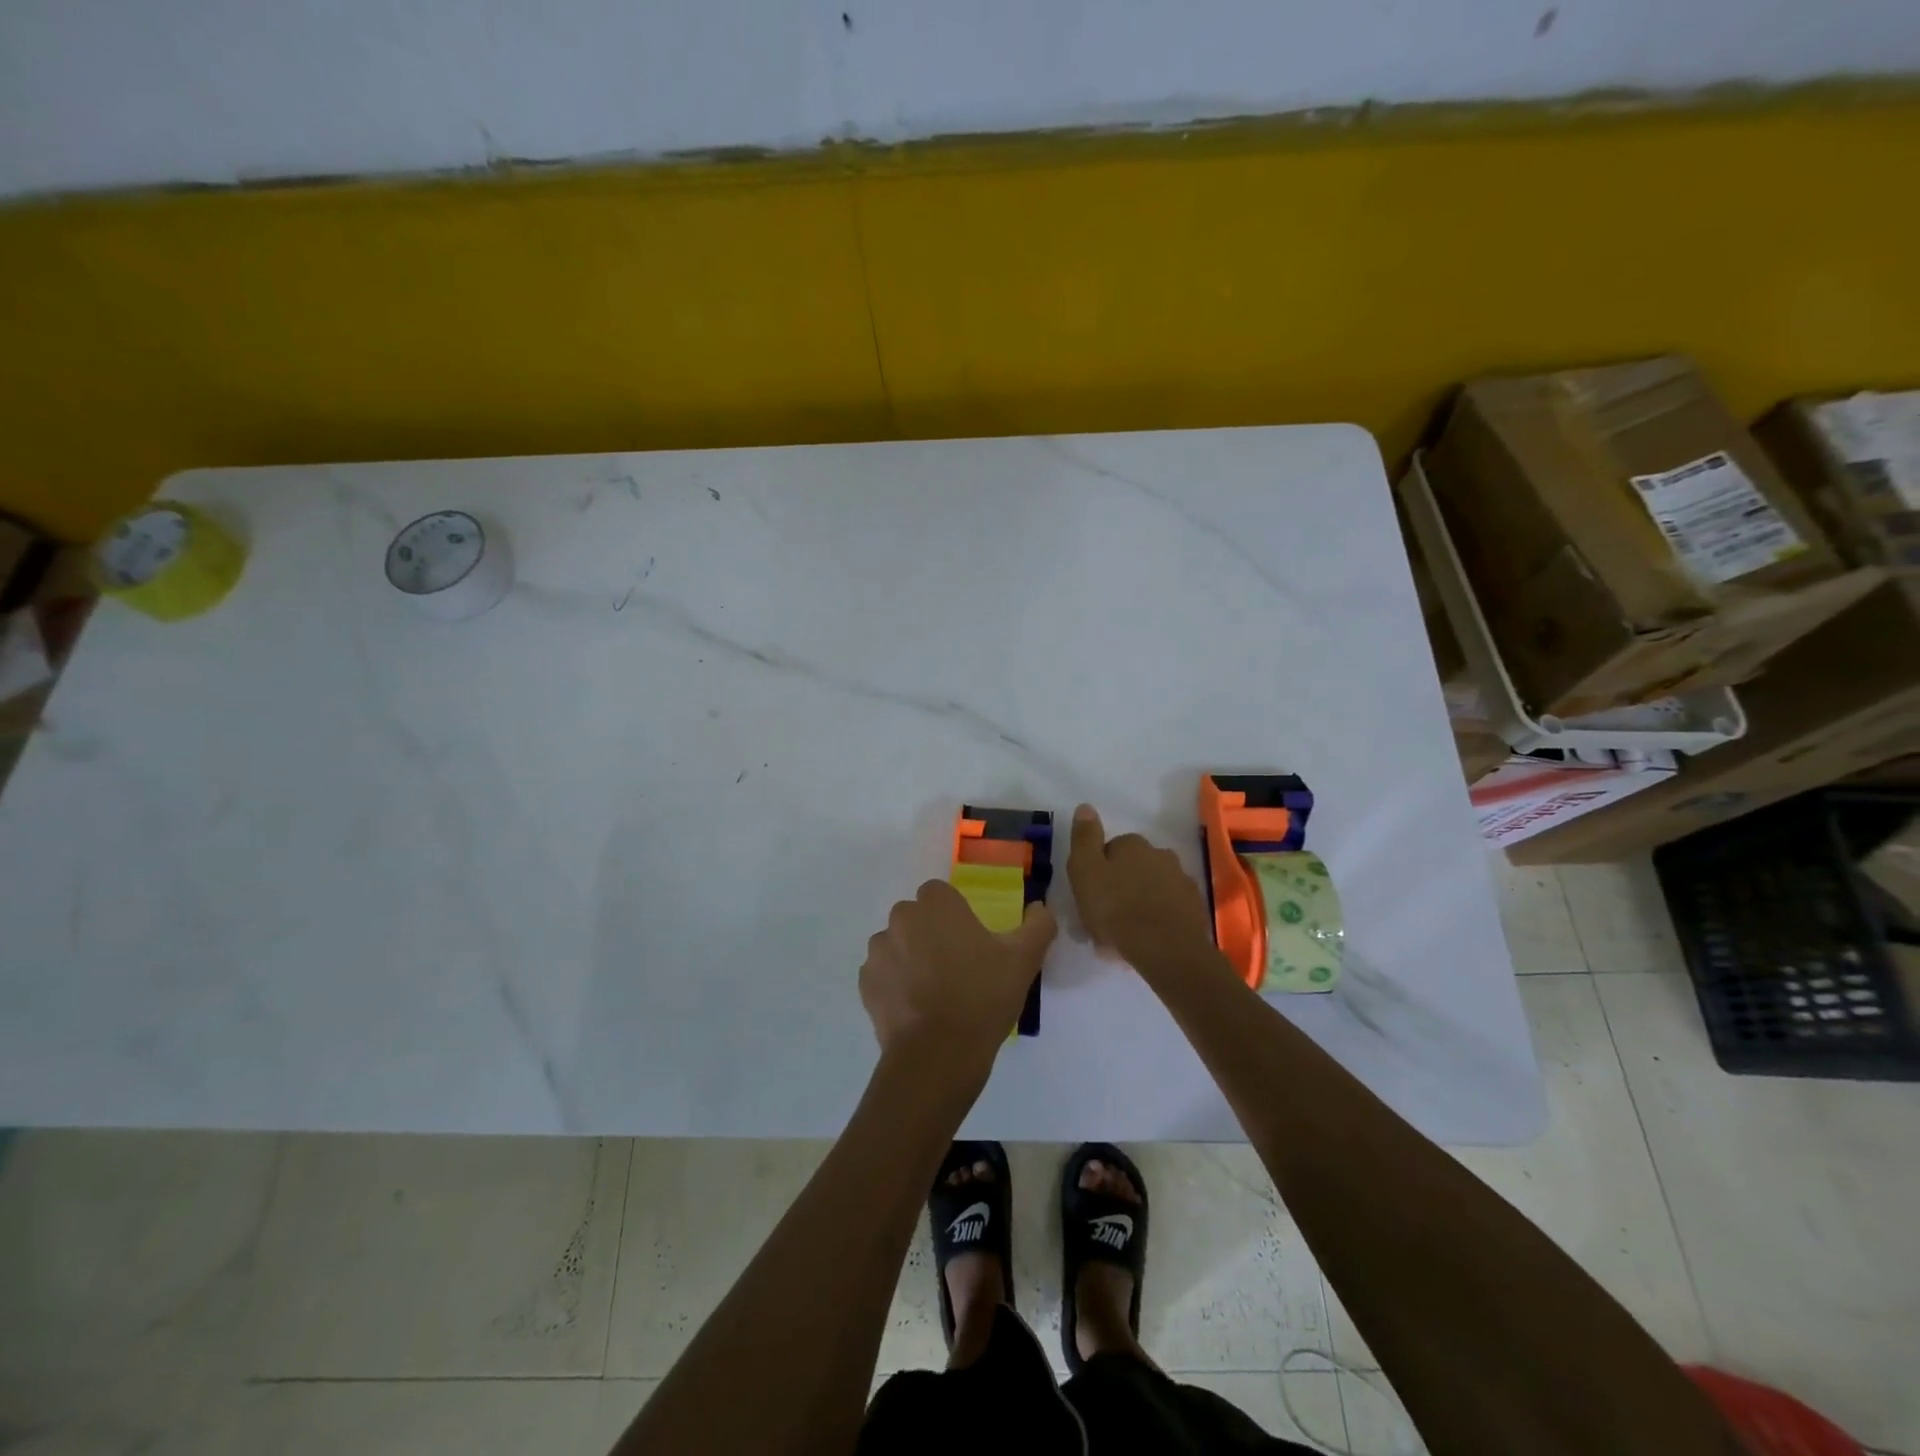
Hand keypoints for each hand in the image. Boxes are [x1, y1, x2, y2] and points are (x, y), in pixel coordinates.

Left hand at [859, 879, 1056, 1075]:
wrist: (938, 1054)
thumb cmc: (982, 997)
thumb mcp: (1024, 960)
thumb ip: (1038, 925)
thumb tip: (1039, 907)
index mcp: (936, 905)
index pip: (940, 894)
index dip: (954, 914)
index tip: (970, 940)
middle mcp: (901, 919)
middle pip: (915, 917)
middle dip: (930, 934)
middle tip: (955, 967)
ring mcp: (879, 952)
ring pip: (896, 944)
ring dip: (910, 957)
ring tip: (934, 992)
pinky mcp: (866, 984)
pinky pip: (882, 974)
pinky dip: (895, 984)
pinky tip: (916, 1008)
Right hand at [1068, 803, 1217, 976]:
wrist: (1165, 949)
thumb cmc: (1116, 908)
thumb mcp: (1085, 870)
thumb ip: (1084, 838)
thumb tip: (1086, 806)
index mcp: (1133, 844)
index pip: (1111, 849)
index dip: (1098, 871)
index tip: (1091, 893)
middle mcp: (1161, 854)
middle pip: (1134, 867)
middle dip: (1121, 886)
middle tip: (1105, 917)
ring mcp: (1182, 881)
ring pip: (1152, 888)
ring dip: (1140, 903)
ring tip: (1125, 935)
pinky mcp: (1194, 908)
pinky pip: (1169, 909)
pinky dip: (1158, 919)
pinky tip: (1146, 941)